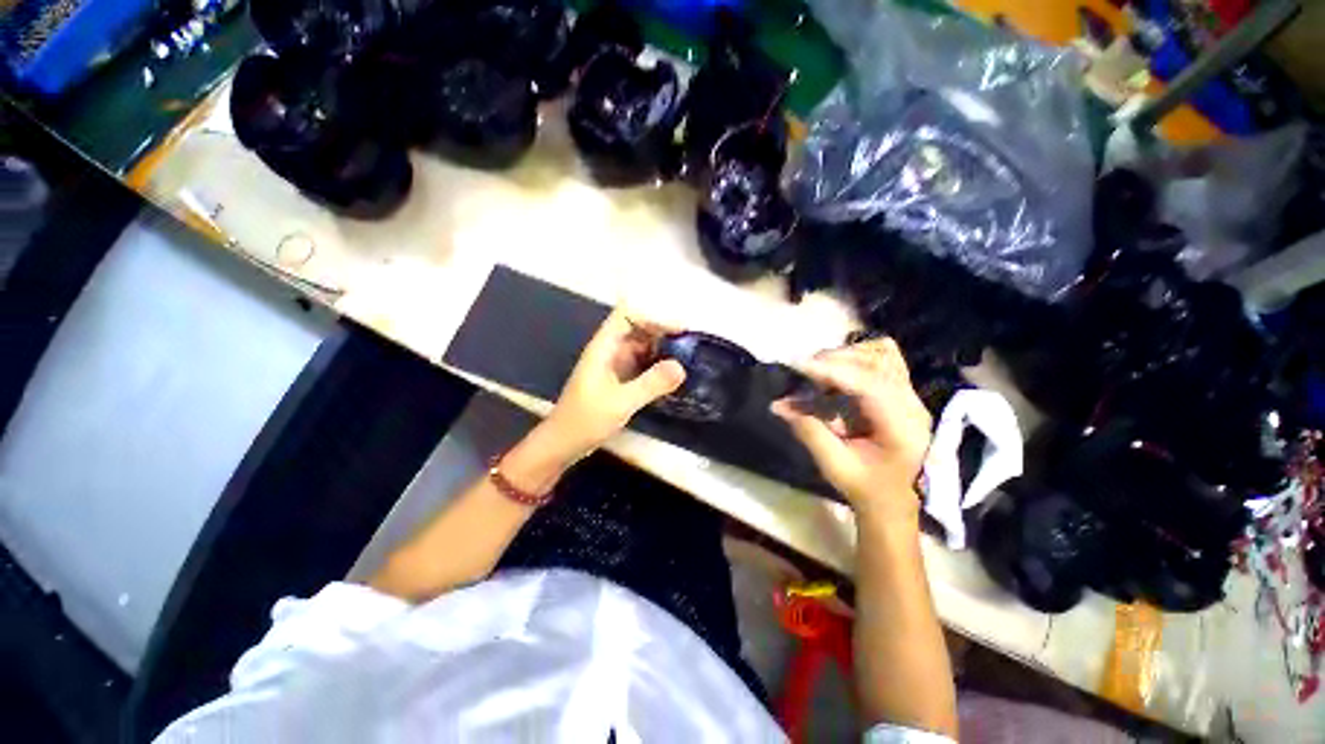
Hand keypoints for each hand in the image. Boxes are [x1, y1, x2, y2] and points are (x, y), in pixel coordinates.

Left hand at [544, 307, 685, 458]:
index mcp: (604, 347)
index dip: (653, 317)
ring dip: (662, 350)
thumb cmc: (586, 420)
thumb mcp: (621, 402)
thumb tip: (682, 367)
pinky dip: (657, 366)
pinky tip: (672, 376)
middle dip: (663, 333)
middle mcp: (610, 351)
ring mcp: (614, 366)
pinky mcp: (619, 380)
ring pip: (641, 347)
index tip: (679, 330)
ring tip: (687, 359)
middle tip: (690, 346)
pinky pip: (641, 365)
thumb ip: (651, 384)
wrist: (563, 443)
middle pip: (638, 329)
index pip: (627, 316)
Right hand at [772, 338, 931, 526]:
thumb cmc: (867, 489)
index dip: (830, 370)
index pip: (867, 383)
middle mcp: (911, 404)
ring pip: (882, 354)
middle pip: (876, 361)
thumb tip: (778, 405)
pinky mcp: (901, 393)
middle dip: (835, 360)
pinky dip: (857, 358)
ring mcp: (910, 396)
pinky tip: (838, 371)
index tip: (796, 364)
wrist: (896, 502)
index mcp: (901, 426)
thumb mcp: (835, 466)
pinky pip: (884, 360)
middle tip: (803, 372)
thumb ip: (808, 431)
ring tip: (819, 371)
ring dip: (846, 356)